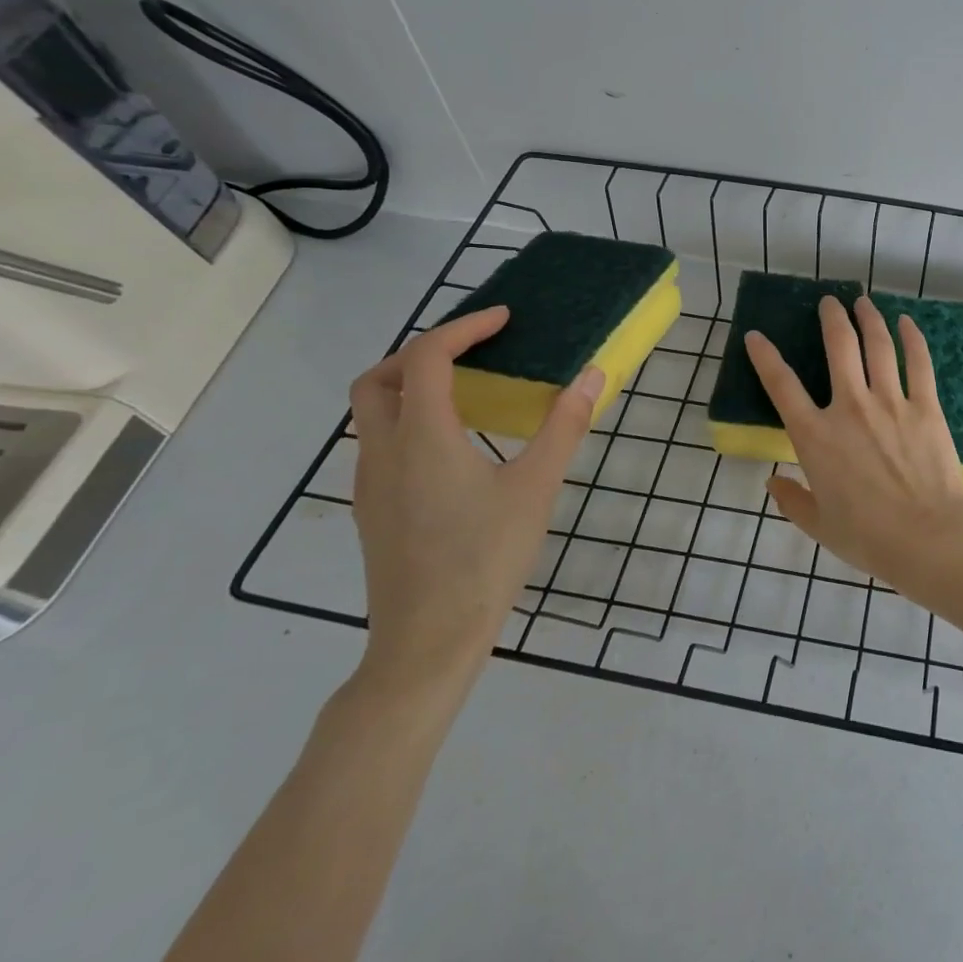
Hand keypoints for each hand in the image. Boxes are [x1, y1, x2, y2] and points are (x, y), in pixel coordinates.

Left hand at [346, 307, 601, 695]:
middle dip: (423, 351)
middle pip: (380, 378)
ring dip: (412, 385)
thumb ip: (564, 426)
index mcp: (422, 437)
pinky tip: (453, 445)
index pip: (428, 357)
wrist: (427, 642)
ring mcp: (371, 482)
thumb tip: (592, 376)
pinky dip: (410, 419)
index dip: (464, 327)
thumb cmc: (485, 558)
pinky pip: (380, 442)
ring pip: (373, 412)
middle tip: (473, 350)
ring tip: (467, 389)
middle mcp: (384, 451)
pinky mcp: (373, 509)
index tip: (503, 319)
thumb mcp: (536, 487)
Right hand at [744, 295, 962, 594]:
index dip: (765, 356)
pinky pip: (918, 363)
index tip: (756, 336)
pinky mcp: (925, 406)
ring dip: (869, 319)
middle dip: (831, 318)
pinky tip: (907, 323)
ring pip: (877, 346)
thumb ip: (792, 500)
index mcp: (816, 436)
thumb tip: (772, 482)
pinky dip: (912, 338)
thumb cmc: (867, 537)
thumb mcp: (818, 525)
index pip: (782, 386)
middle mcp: (850, 408)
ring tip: (863, 302)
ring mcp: (890, 402)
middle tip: (829, 303)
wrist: (926, 537)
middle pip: (839, 347)